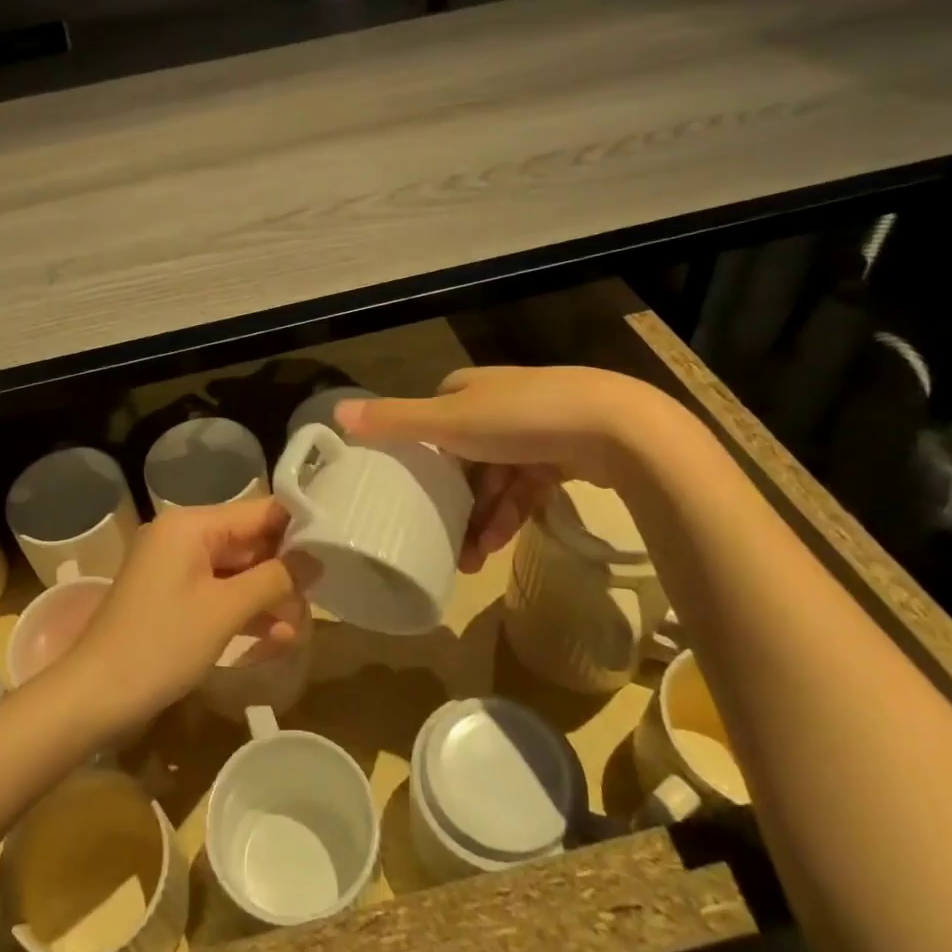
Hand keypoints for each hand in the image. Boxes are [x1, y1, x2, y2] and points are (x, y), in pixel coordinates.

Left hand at [64, 498, 304, 729]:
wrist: (94, 695)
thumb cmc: (161, 643)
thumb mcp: (225, 610)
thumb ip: (274, 579)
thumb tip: (315, 558)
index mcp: (191, 524)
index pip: (258, 512)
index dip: (297, 530)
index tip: (334, 551)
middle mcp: (183, 536)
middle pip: (248, 543)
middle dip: (283, 574)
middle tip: (317, 604)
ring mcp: (175, 567)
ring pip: (236, 572)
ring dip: (267, 598)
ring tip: (297, 632)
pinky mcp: (172, 596)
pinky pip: (217, 592)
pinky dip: (243, 612)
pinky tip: (273, 639)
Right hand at [335, 365, 670, 571]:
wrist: (616, 429)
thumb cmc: (520, 419)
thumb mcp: (448, 421)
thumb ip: (394, 420)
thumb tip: (335, 412)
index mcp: (469, 390)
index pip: (433, 418)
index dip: (420, 452)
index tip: (409, 490)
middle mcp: (500, 403)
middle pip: (465, 455)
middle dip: (454, 500)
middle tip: (440, 540)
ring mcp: (537, 428)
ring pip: (496, 478)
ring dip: (481, 518)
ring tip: (470, 561)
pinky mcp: (567, 453)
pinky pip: (527, 488)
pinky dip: (511, 515)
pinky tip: (499, 545)